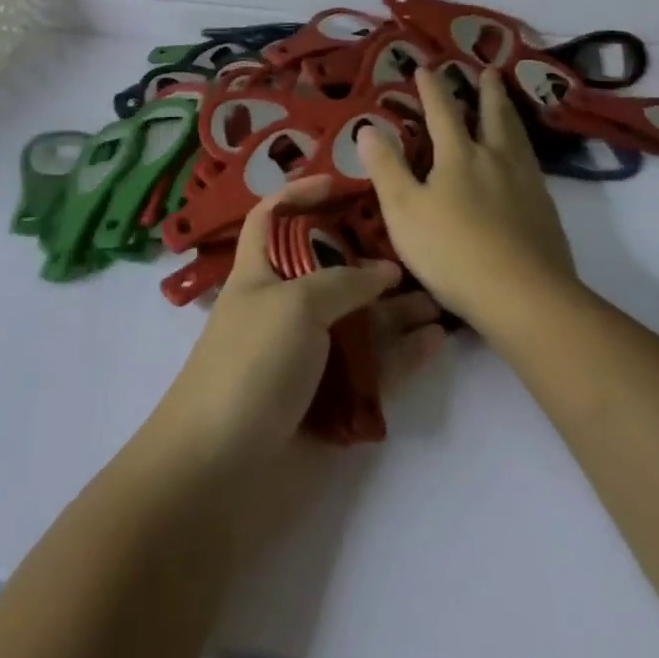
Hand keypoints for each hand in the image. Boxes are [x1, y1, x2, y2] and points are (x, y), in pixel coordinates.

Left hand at [148, 177, 445, 469]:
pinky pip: (373, 368)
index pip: (272, 217)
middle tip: (416, 247)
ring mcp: (307, 356)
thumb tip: (385, 271)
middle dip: (369, 256)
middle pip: (330, 269)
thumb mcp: (294, 304)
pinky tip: (435, 341)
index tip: (342, 182)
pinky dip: (402, 354)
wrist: (218, 475)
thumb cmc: (249, 365)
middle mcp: (285, 308)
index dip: (299, 195)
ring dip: (396, 309)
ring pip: (359, 320)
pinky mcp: (329, 400)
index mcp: (260, 273)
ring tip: (440, 298)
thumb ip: (344, 281)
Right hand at [357, 65, 577, 329]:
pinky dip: (525, 148)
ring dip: (509, 113)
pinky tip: (526, 160)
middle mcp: (495, 159)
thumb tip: (368, 128)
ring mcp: (526, 182)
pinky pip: (533, 164)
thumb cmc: (453, 252)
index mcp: (459, 156)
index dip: (432, 88)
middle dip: (487, 91)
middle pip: (492, 115)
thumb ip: (386, 168)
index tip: (426, 68)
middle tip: (489, 71)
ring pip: (517, 136)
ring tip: (508, 102)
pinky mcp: (545, 209)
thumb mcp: (404, 211)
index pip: (442, 111)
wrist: (523, 295)